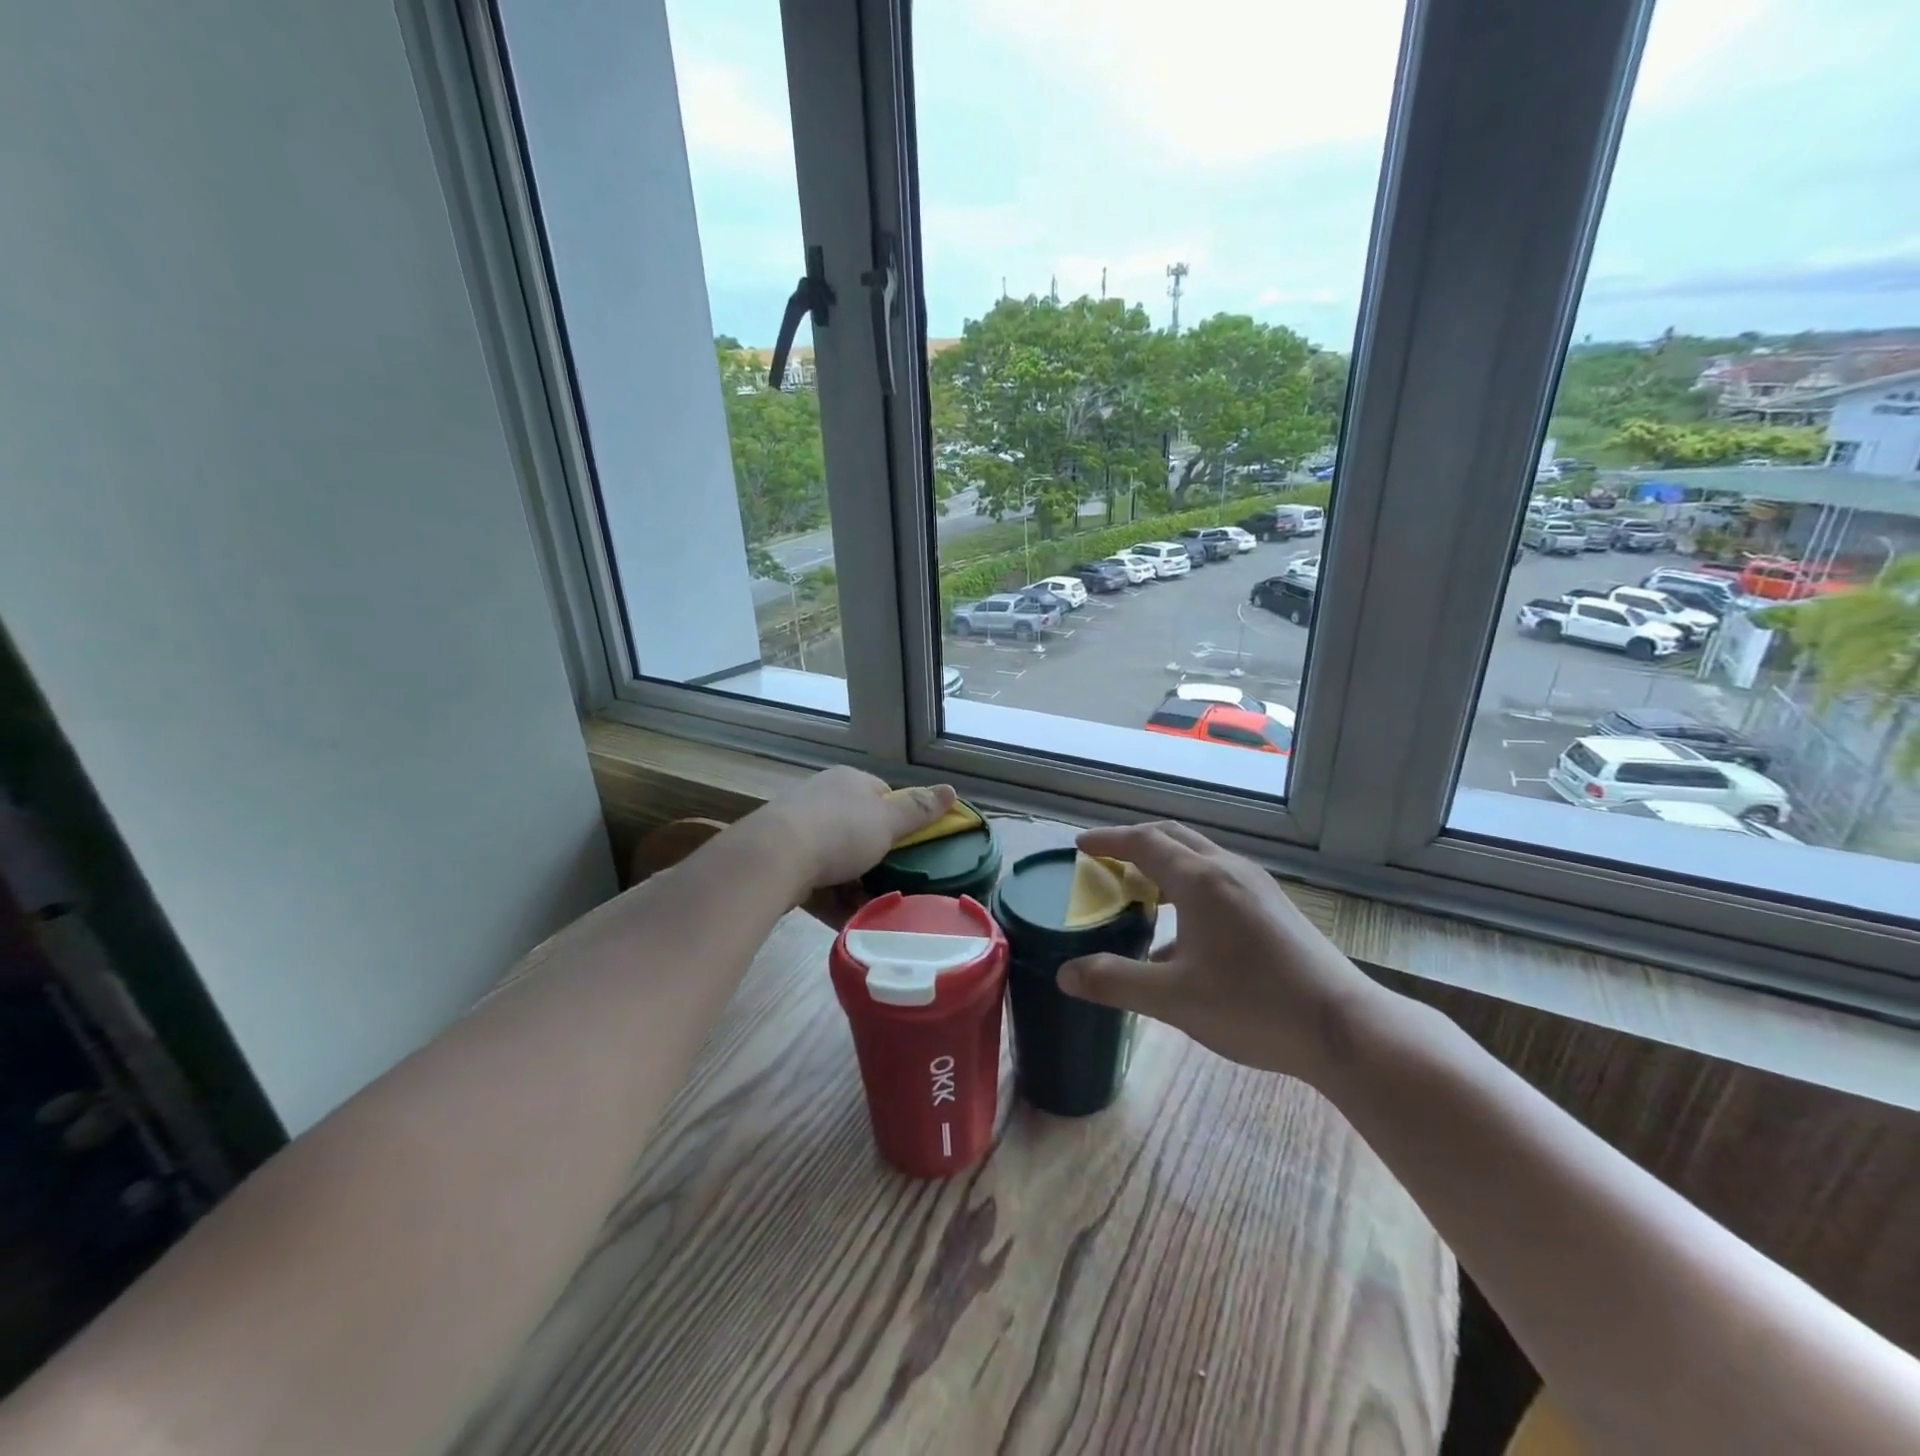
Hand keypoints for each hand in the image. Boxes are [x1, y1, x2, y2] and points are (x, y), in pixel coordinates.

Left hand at [754, 767, 956, 897]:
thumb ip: (919, 809)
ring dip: (858, 887)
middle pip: (860, 830)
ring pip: (838, 861)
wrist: (772, 858)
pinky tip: (851, 922)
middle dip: (879, 860)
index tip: (914, 848)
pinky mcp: (782, 861)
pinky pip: (818, 883)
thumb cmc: (840, 831)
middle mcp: (822, 799)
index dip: (901, 821)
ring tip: (879, 910)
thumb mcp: (888, 821)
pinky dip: (835, 901)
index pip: (882, 796)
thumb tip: (952, 789)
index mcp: (849, 782)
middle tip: (899, 883)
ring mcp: (799, 830)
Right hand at [1058, 821, 1389, 1084]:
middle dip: (1135, 841)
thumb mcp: (1173, 999)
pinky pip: (1220, 876)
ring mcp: (1257, 886)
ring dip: (1165, 860)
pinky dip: (1189, 881)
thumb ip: (1115, 982)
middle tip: (1106, 860)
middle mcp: (1229, 870)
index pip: (1143, 842)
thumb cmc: (1253, 1006)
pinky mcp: (1275, 906)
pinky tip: (1188, 929)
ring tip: (1142, 889)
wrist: (1345, 1028)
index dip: (1108, 840)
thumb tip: (1064, 973)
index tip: (1081, 844)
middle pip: (1173, 837)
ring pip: (1200, 855)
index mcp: (1200, 880)